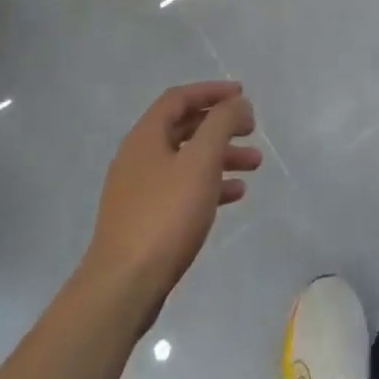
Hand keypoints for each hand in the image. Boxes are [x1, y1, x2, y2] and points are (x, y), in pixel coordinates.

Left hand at [80, 82, 260, 319]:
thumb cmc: (166, 214)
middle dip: (220, 126)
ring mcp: (139, 191)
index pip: (178, 98)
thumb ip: (222, 123)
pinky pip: (182, 189)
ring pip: (186, 160)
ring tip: (254, 164)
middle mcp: (138, 158)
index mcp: (145, 137)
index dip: (211, 91)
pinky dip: (209, 184)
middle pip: (184, 128)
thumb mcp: (201, 161)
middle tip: (251, 130)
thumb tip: (237, 103)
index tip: (242, 95)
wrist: (124, 287)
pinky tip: (234, 194)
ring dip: (220, 156)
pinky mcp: (145, 220)